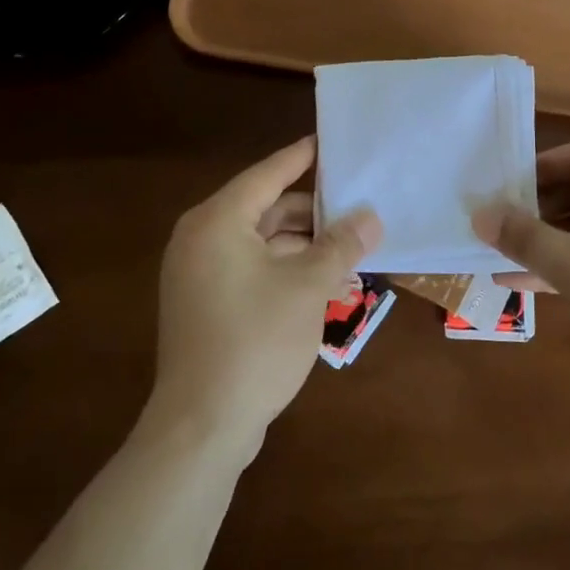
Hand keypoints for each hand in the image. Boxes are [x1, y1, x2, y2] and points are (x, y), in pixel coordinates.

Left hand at [147, 136, 381, 460]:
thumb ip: (341, 246)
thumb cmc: (256, 342)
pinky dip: (284, 269)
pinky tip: (323, 283)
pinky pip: (250, 270)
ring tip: (349, 250)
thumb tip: (371, 218)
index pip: (267, 175)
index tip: (328, 142)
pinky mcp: (204, 305)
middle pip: (265, 209)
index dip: (300, 158)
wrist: (201, 426)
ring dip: (303, 245)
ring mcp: (198, 275)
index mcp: (218, 222)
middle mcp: (201, 239)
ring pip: (260, 243)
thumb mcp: (309, 288)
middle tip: (355, 207)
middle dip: (312, 212)